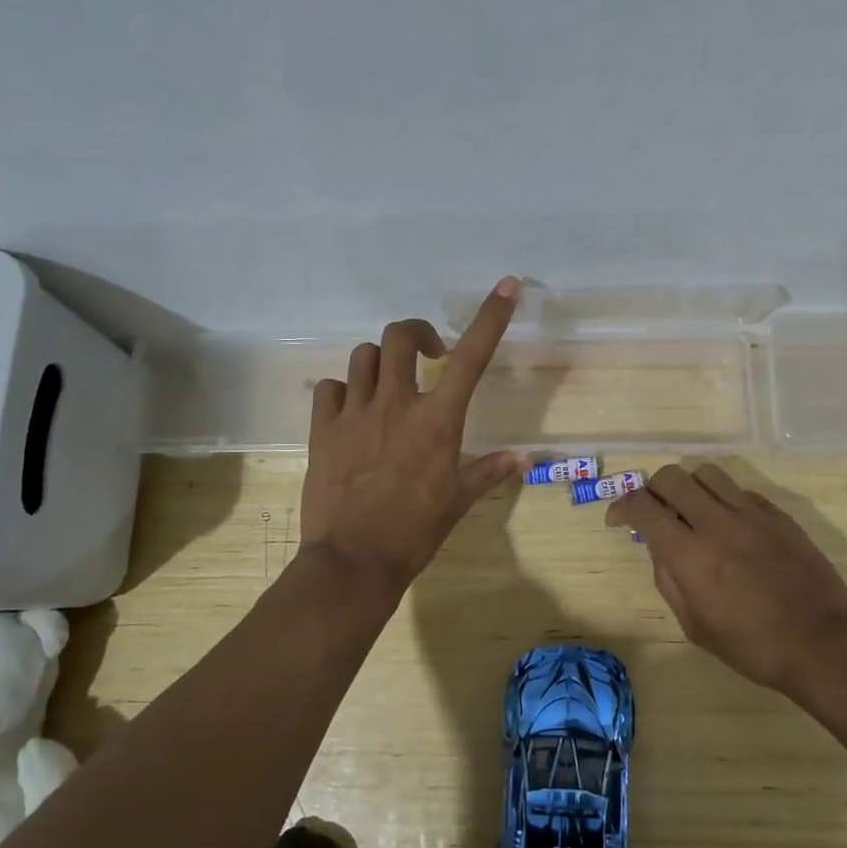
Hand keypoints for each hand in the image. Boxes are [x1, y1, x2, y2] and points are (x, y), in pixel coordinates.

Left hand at [300, 277, 523, 595]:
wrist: (354, 561)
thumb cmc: (415, 532)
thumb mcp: (458, 501)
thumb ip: (489, 471)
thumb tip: (524, 458)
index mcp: (438, 420)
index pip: (472, 356)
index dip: (492, 316)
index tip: (508, 286)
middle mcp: (397, 404)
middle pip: (401, 335)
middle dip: (417, 333)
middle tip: (428, 354)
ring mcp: (355, 413)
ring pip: (363, 356)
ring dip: (380, 361)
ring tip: (388, 385)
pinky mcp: (322, 430)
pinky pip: (330, 388)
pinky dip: (343, 390)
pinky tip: (351, 409)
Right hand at [607, 463, 846, 694]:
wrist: (821, 643)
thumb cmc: (752, 646)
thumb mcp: (695, 625)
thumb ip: (669, 579)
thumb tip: (658, 547)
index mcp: (689, 554)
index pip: (642, 507)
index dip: (621, 507)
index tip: (618, 519)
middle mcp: (716, 522)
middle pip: (671, 477)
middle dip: (652, 490)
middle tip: (655, 511)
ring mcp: (750, 514)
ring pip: (706, 473)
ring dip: (689, 486)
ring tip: (692, 509)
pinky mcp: (778, 514)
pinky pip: (740, 490)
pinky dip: (723, 500)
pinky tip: (729, 524)